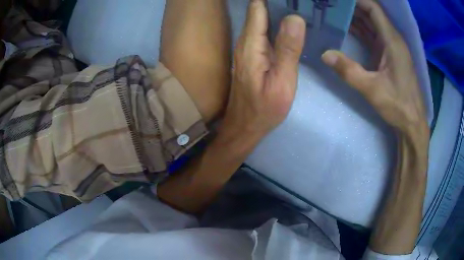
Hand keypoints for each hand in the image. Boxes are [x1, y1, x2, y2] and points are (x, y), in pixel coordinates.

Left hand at [222, 0, 305, 141]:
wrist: (245, 126)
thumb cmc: (264, 108)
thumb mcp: (282, 81)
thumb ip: (288, 49)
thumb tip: (295, 17)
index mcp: (251, 44)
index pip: (258, 7)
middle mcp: (246, 41)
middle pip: (260, 11)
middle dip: (279, 3)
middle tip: (303, 2)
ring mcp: (248, 48)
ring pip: (262, 20)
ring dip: (279, 12)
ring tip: (301, 8)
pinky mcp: (253, 55)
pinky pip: (264, 32)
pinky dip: (277, 25)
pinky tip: (292, 26)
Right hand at [322, 0, 427, 137]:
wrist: (412, 122)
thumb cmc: (398, 106)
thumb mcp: (372, 90)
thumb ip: (349, 71)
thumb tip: (325, 54)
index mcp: (392, 41)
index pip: (373, 9)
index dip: (357, 0)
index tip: (338, 0)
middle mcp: (392, 39)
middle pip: (371, 14)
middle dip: (351, 7)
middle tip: (330, 6)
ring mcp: (391, 47)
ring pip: (371, 24)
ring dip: (354, 18)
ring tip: (333, 13)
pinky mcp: (389, 56)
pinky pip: (372, 36)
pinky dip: (359, 30)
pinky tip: (345, 29)